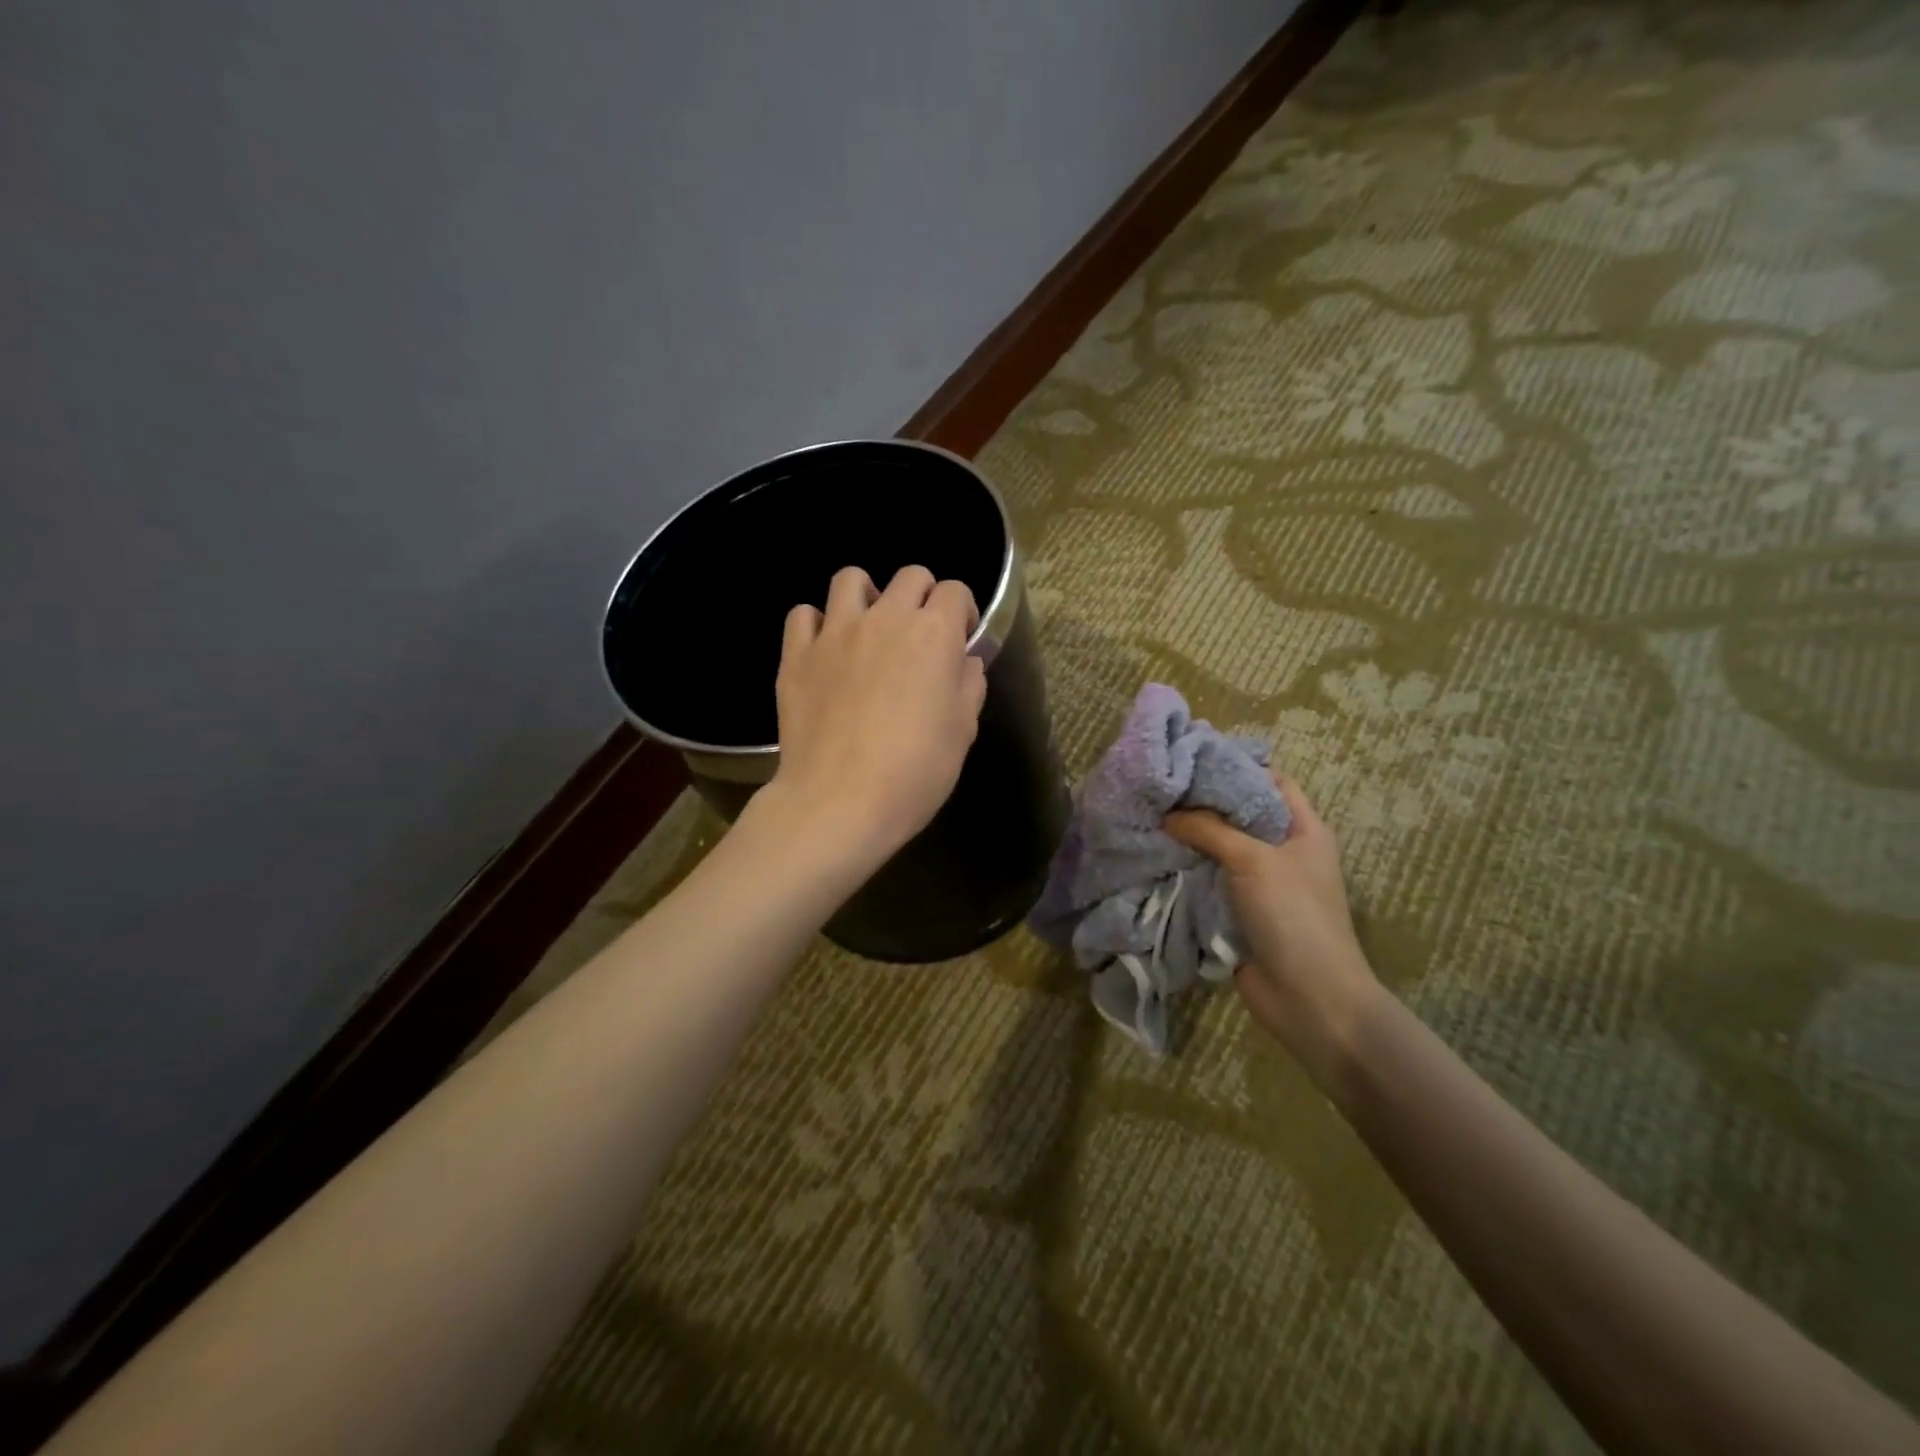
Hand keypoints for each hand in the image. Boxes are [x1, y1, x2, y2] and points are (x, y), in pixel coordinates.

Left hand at [765, 564, 987, 871]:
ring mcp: (835, 632)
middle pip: (909, 576)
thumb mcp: (962, 732)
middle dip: (922, 596)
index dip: (962, 612)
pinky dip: (816, 624)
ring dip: (867, 596)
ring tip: (868, 629)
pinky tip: (825, 650)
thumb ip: (968, 685)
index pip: (955, 592)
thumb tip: (964, 661)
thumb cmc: (915, 772)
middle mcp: (885, 619)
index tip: (960, 639)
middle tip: (919, 635)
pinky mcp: (796, 654)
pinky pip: (803, 615)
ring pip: (850, 579)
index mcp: (934, 635)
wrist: (839, 801)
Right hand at [1165, 774, 1381, 1066]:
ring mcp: (1261, 884)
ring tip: (1150, 817)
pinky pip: (1210, 881)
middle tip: (1161, 788)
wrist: (1309, 998)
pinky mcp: (1239, 911)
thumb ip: (1210, 829)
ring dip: (1190, 839)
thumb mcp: (1254, 860)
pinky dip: (1187, 871)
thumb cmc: (1294, 915)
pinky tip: (1155, 857)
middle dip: (1203, 804)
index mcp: (1304, 830)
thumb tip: (1168, 814)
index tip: (1193, 760)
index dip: (1237, 768)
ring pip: (1220, 849)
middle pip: (1240, 815)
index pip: (1272, 782)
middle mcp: (1283, 851)